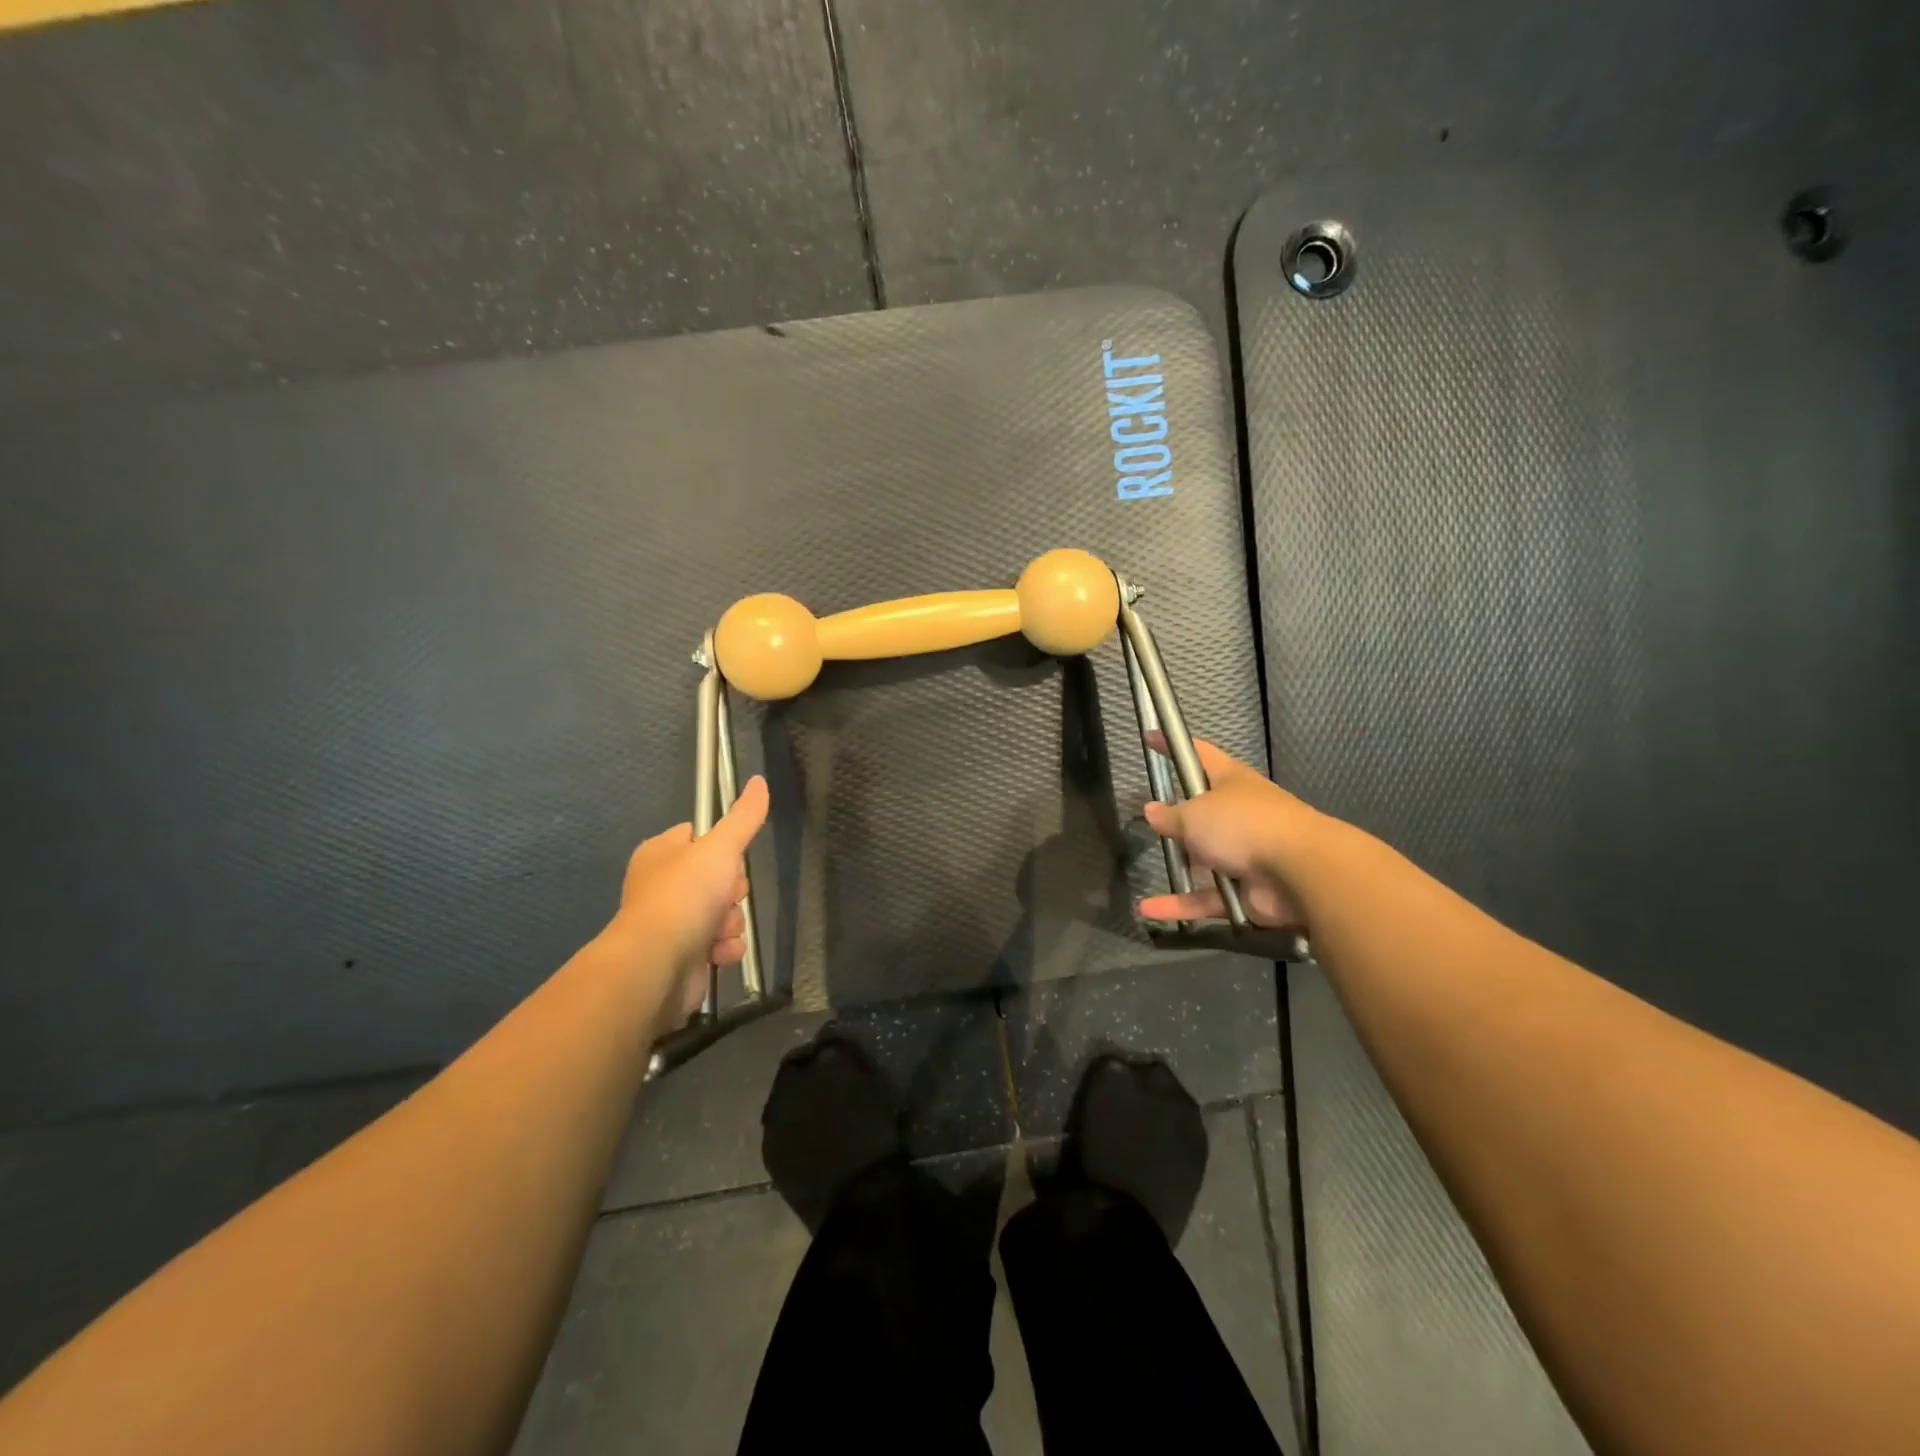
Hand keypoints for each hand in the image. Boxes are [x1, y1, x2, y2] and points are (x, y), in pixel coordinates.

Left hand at [606, 775, 769, 1027]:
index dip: (722, 849)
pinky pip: (719, 944)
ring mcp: (671, 923)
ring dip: (730, 922)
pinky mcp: (682, 956)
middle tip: (726, 896)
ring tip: (719, 931)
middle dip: (732, 892)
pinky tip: (718, 953)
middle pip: (718, 877)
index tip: (730, 859)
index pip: (699, 837)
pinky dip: (724, 948)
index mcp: (660, 853)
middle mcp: (662, 886)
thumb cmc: (685, 896)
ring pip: (723, 912)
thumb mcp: (720, 848)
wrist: (657, 965)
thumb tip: (760, 780)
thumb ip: (743, 817)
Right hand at [1136, 734, 1314, 928]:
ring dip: (1183, 865)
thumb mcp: (1194, 815)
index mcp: (1231, 782)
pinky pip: (1207, 897)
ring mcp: (1246, 854)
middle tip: (1155, 822)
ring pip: (1206, 859)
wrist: (1302, 871)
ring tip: (1155, 867)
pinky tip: (1149, 911)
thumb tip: (1152, 811)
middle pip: (1204, 812)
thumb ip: (1170, 816)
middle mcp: (1241, 815)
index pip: (1199, 755)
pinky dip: (1181, 904)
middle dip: (1182, 819)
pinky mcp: (1246, 891)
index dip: (1174, 746)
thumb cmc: (1244, 825)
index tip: (1151, 738)